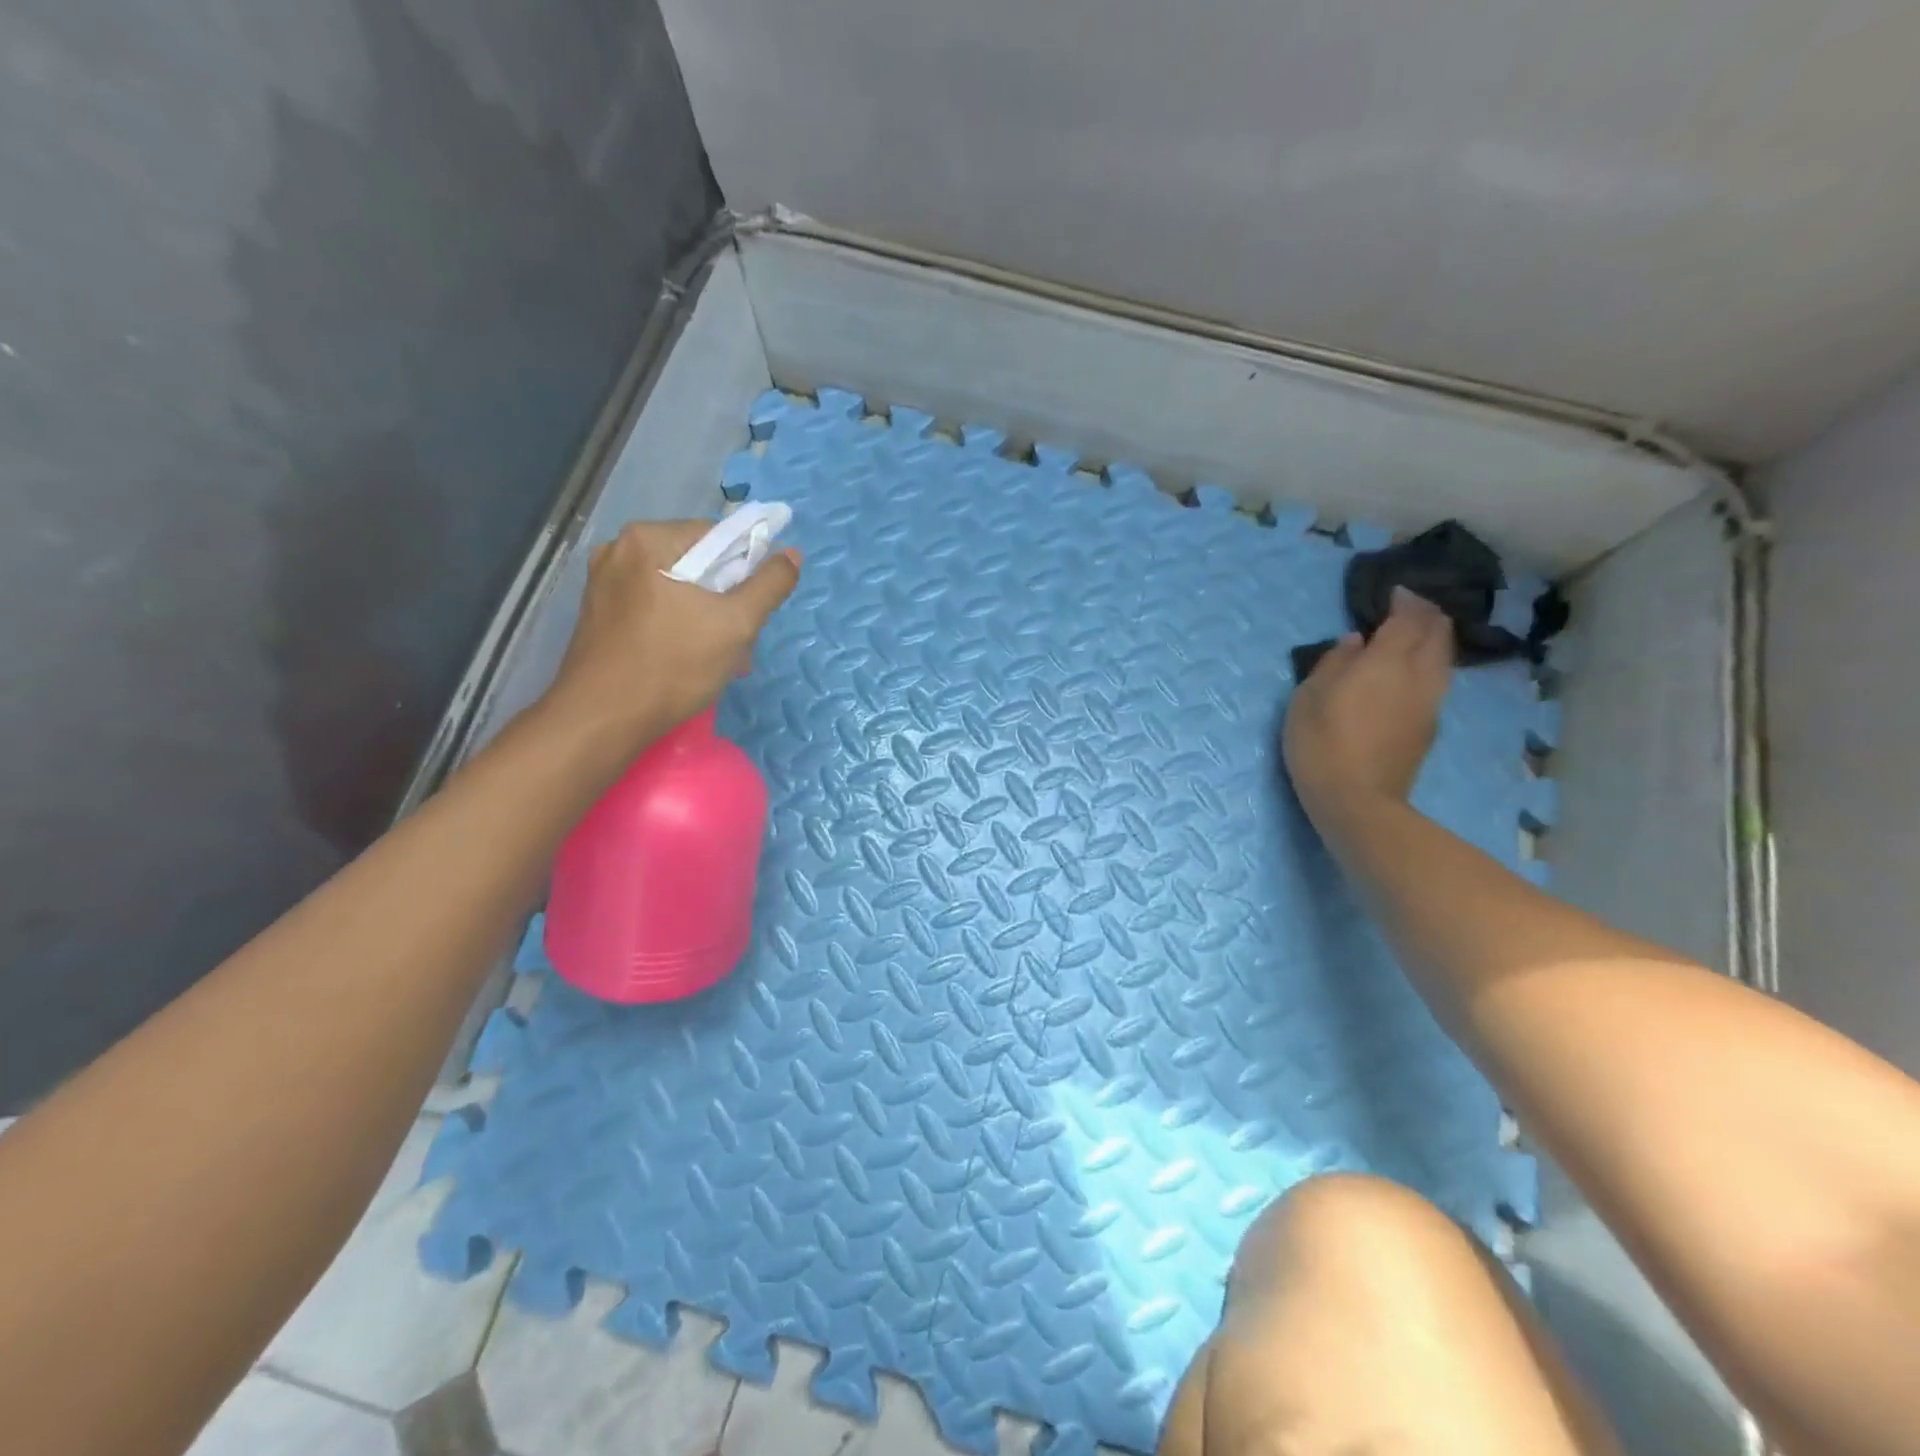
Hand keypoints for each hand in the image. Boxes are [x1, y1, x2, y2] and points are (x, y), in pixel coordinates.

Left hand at [539, 518, 800, 758]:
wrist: (603, 720)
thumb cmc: (673, 665)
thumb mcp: (737, 624)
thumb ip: (770, 584)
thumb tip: (792, 554)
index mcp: (648, 539)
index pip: (717, 536)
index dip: (746, 569)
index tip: (754, 609)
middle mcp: (618, 550)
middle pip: (696, 563)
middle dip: (725, 600)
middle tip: (740, 642)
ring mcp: (603, 583)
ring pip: (676, 589)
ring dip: (705, 618)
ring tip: (719, 658)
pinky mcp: (598, 614)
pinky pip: (653, 607)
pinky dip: (677, 626)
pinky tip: (687, 659)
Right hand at [1284, 587, 1452, 819]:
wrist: (1356, 800)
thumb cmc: (1321, 743)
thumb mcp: (1308, 698)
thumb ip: (1333, 664)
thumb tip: (1353, 643)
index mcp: (1387, 662)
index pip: (1408, 618)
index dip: (1405, 600)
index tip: (1394, 592)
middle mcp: (1418, 675)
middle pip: (1438, 633)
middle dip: (1427, 615)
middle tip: (1408, 609)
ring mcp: (1429, 703)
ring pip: (1443, 658)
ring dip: (1433, 640)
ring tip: (1412, 637)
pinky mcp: (1428, 726)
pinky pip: (1436, 681)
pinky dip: (1427, 665)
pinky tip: (1408, 674)